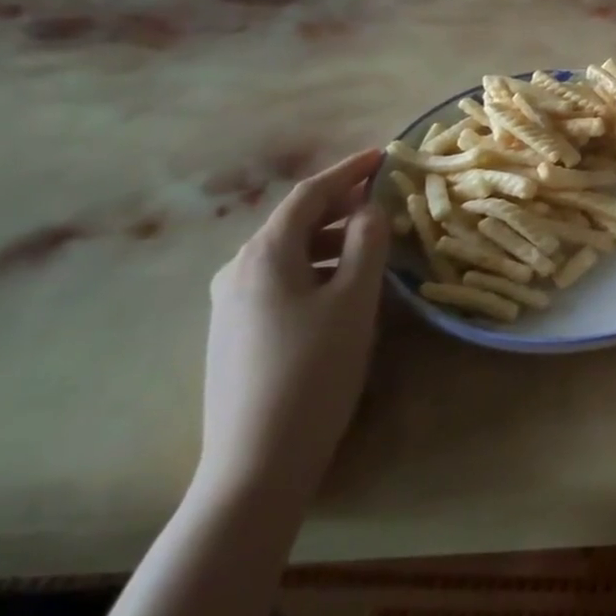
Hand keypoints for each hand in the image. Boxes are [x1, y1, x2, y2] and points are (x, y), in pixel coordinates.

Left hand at [197, 150, 390, 506]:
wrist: (256, 460)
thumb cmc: (314, 370)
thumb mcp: (354, 301)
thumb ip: (367, 244)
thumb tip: (370, 209)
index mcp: (265, 254)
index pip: (309, 194)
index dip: (348, 171)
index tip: (383, 156)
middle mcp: (238, 270)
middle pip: (295, 222)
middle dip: (341, 205)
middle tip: (385, 201)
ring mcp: (230, 304)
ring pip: (289, 254)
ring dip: (331, 240)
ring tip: (373, 246)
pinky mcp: (234, 333)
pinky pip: (280, 281)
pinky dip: (316, 268)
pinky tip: (341, 288)